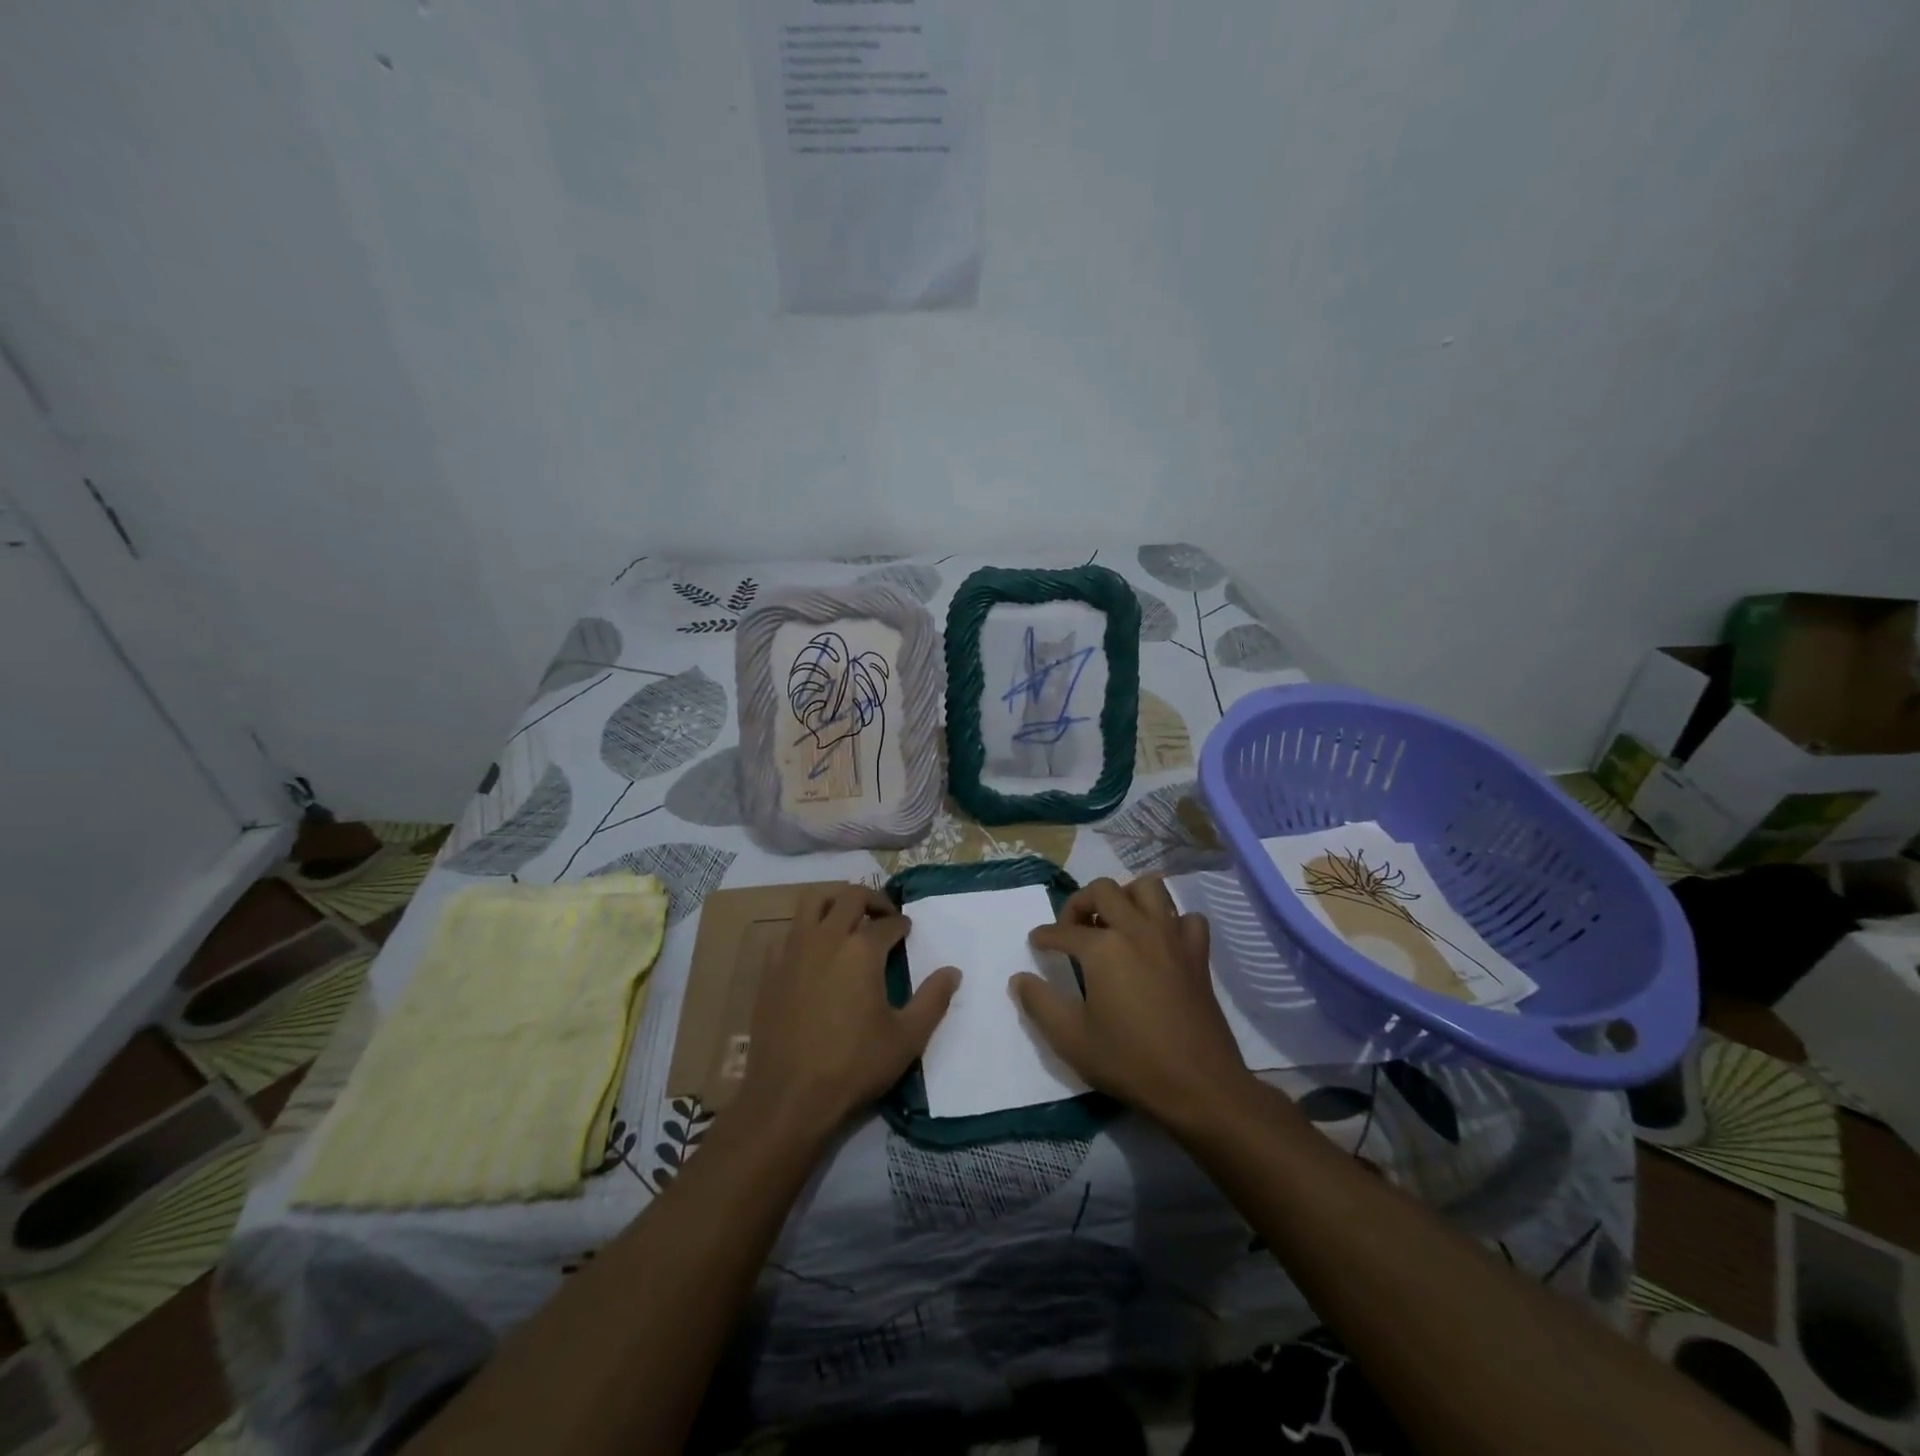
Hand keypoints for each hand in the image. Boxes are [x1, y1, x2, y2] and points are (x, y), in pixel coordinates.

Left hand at [738, 884, 960, 1137]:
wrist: (789, 1096)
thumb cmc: (854, 1065)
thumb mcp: (907, 1038)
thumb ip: (934, 999)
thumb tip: (953, 971)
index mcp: (862, 950)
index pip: (887, 923)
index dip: (902, 924)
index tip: (907, 931)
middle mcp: (826, 938)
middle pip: (850, 897)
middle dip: (872, 899)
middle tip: (884, 915)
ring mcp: (793, 950)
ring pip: (813, 902)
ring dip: (835, 901)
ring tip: (848, 919)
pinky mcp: (770, 969)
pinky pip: (789, 932)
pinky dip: (806, 930)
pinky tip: (814, 952)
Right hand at [1012, 876, 1253, 1133]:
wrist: (1198, 1086)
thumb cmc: (1129, 1061)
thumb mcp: (1071, 1039)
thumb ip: (1039, 1004)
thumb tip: (1019, 979)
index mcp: (1102, 947)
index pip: (1063, 930)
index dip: (1044, 936)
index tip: (1037, 943)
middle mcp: (1136, 929)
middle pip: (1103, 890)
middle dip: (1080, 903)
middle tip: (1073, 928)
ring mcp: (1171, 937)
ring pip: (1149, 887)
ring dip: (1127, 896)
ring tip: (1116, 922)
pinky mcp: (1198, 954)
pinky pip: (1186, 918)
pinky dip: (1172, 921)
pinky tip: (1161, 941)